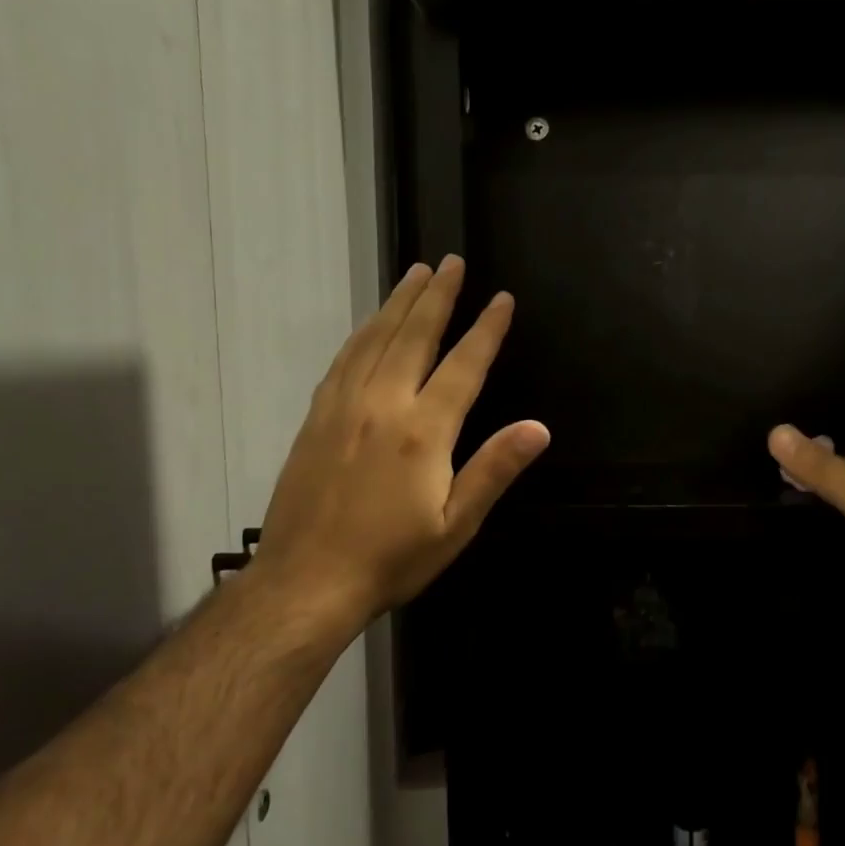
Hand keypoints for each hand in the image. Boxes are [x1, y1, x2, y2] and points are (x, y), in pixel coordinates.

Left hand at [253, 257, 548, 625]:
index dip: (486, 329)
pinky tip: (371, 324)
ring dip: (399, 303)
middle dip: (438, 296)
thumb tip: (538, 428)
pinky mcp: (316, 417)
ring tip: (416, 274)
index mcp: (423, 432)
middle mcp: (382, 405)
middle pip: (414, 335)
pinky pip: (344, 360)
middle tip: (452, 262)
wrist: (305, 583)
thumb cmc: (391, 558)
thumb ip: (495, 469)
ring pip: (375, 339)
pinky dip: (363, 332)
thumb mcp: (456, 525)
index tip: (501, 299)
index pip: (463, 365)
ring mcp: (343, 407)